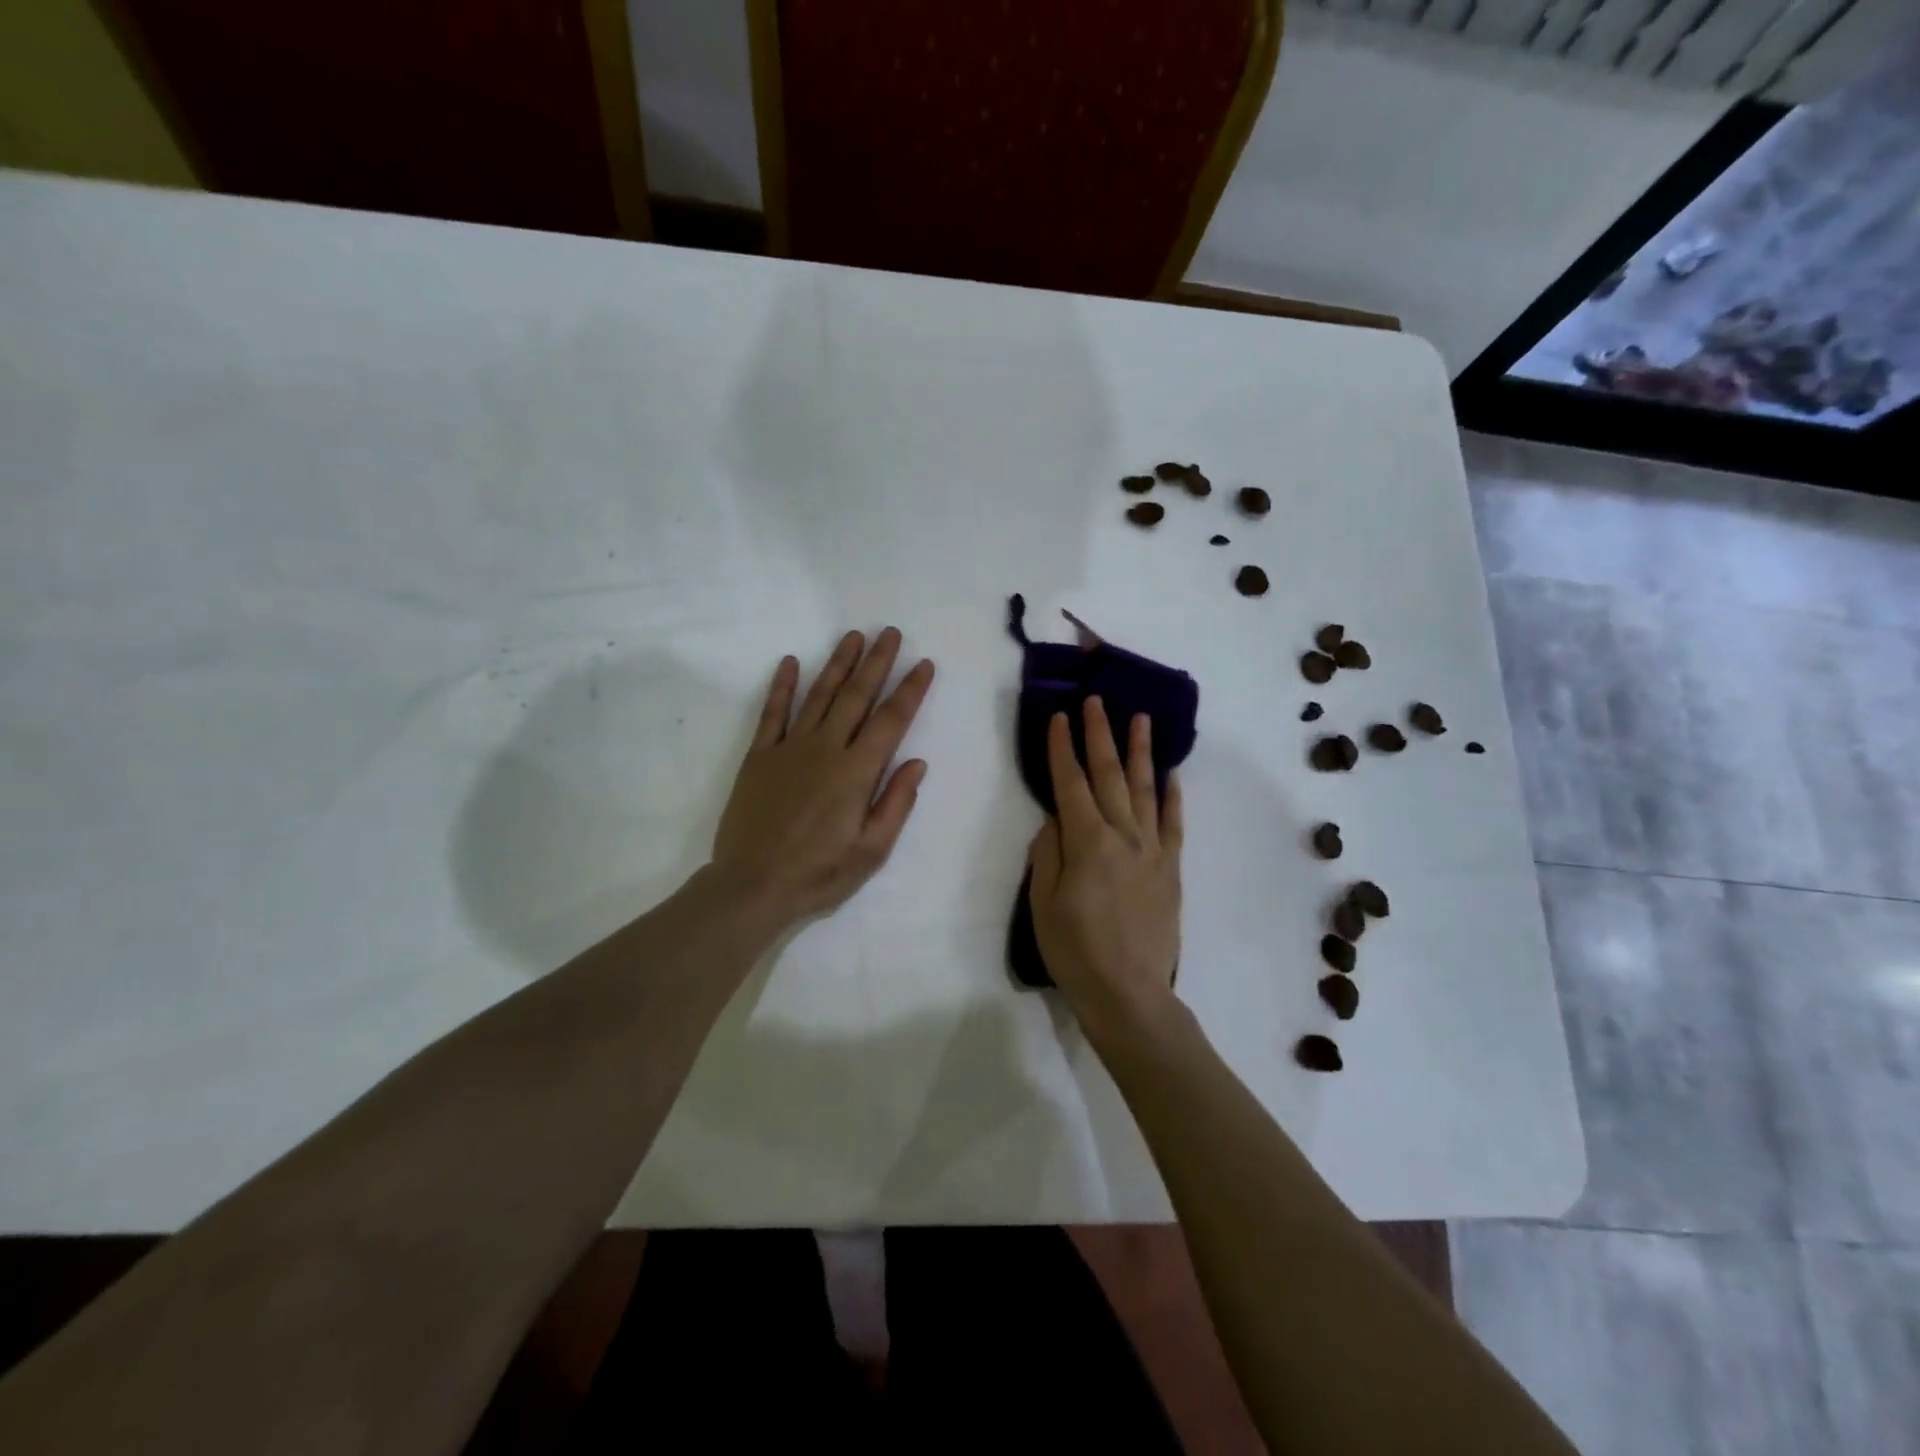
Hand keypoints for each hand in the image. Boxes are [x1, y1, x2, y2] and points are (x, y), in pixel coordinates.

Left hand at [710, 628, 934, 928]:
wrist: (751, 886)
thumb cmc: (818, 874)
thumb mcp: (870, 852)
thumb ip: (895, 804)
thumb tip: (916, 763)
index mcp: (856, 773)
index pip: (891, 721)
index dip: (910, 690)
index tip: (924, 664)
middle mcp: (825, 750)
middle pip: (856, 696)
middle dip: (876, 663)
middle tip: (890, 633)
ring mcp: (789, 749)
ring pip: (818, 696)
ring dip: (837, 664)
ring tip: (853, 636)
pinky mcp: (759, 756)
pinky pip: (773, 713)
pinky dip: (781, 686)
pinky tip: (790, 662)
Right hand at [1027, 697, 1183, 1046]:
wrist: (1129, 994)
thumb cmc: (1075, 951)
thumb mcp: (1042, 902)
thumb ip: (1047, 853)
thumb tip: (1056, 820)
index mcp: (1087, 842)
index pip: (1069, 783)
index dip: (1061, 748)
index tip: (1057, 717)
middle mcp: (1123, 835)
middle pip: (1108, 775)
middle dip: (1099, 734)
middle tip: (1096, 701)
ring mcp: (1152, 850)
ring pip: (1145, 789)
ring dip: (1140, 752)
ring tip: (1140, 719)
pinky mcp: (1170, 869)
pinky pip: (1174, 823)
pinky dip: (1173, 796)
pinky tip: (1171, 775)